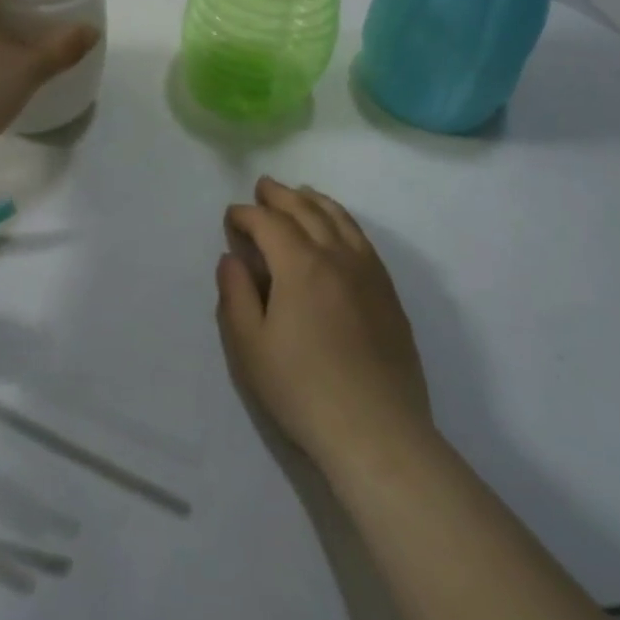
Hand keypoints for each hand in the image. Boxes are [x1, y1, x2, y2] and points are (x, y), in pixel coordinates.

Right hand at [216, 178, 434, 476]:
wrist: (378, 432)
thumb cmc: (303, 390)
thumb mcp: (251, 347)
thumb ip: (236, 295)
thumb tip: (232, 258)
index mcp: (300, 265)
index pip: (269, 223)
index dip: (246, 215)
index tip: (231, 217)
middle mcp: (337, 256)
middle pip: (306, 210)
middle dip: (280, 195)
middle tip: (262, 187)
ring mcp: (369, 272)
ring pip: (340, 219)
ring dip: (315, 201)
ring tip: (300, 194)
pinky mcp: (389, 293)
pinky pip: (363, 240)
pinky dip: (343, 221)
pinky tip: (338, 230)